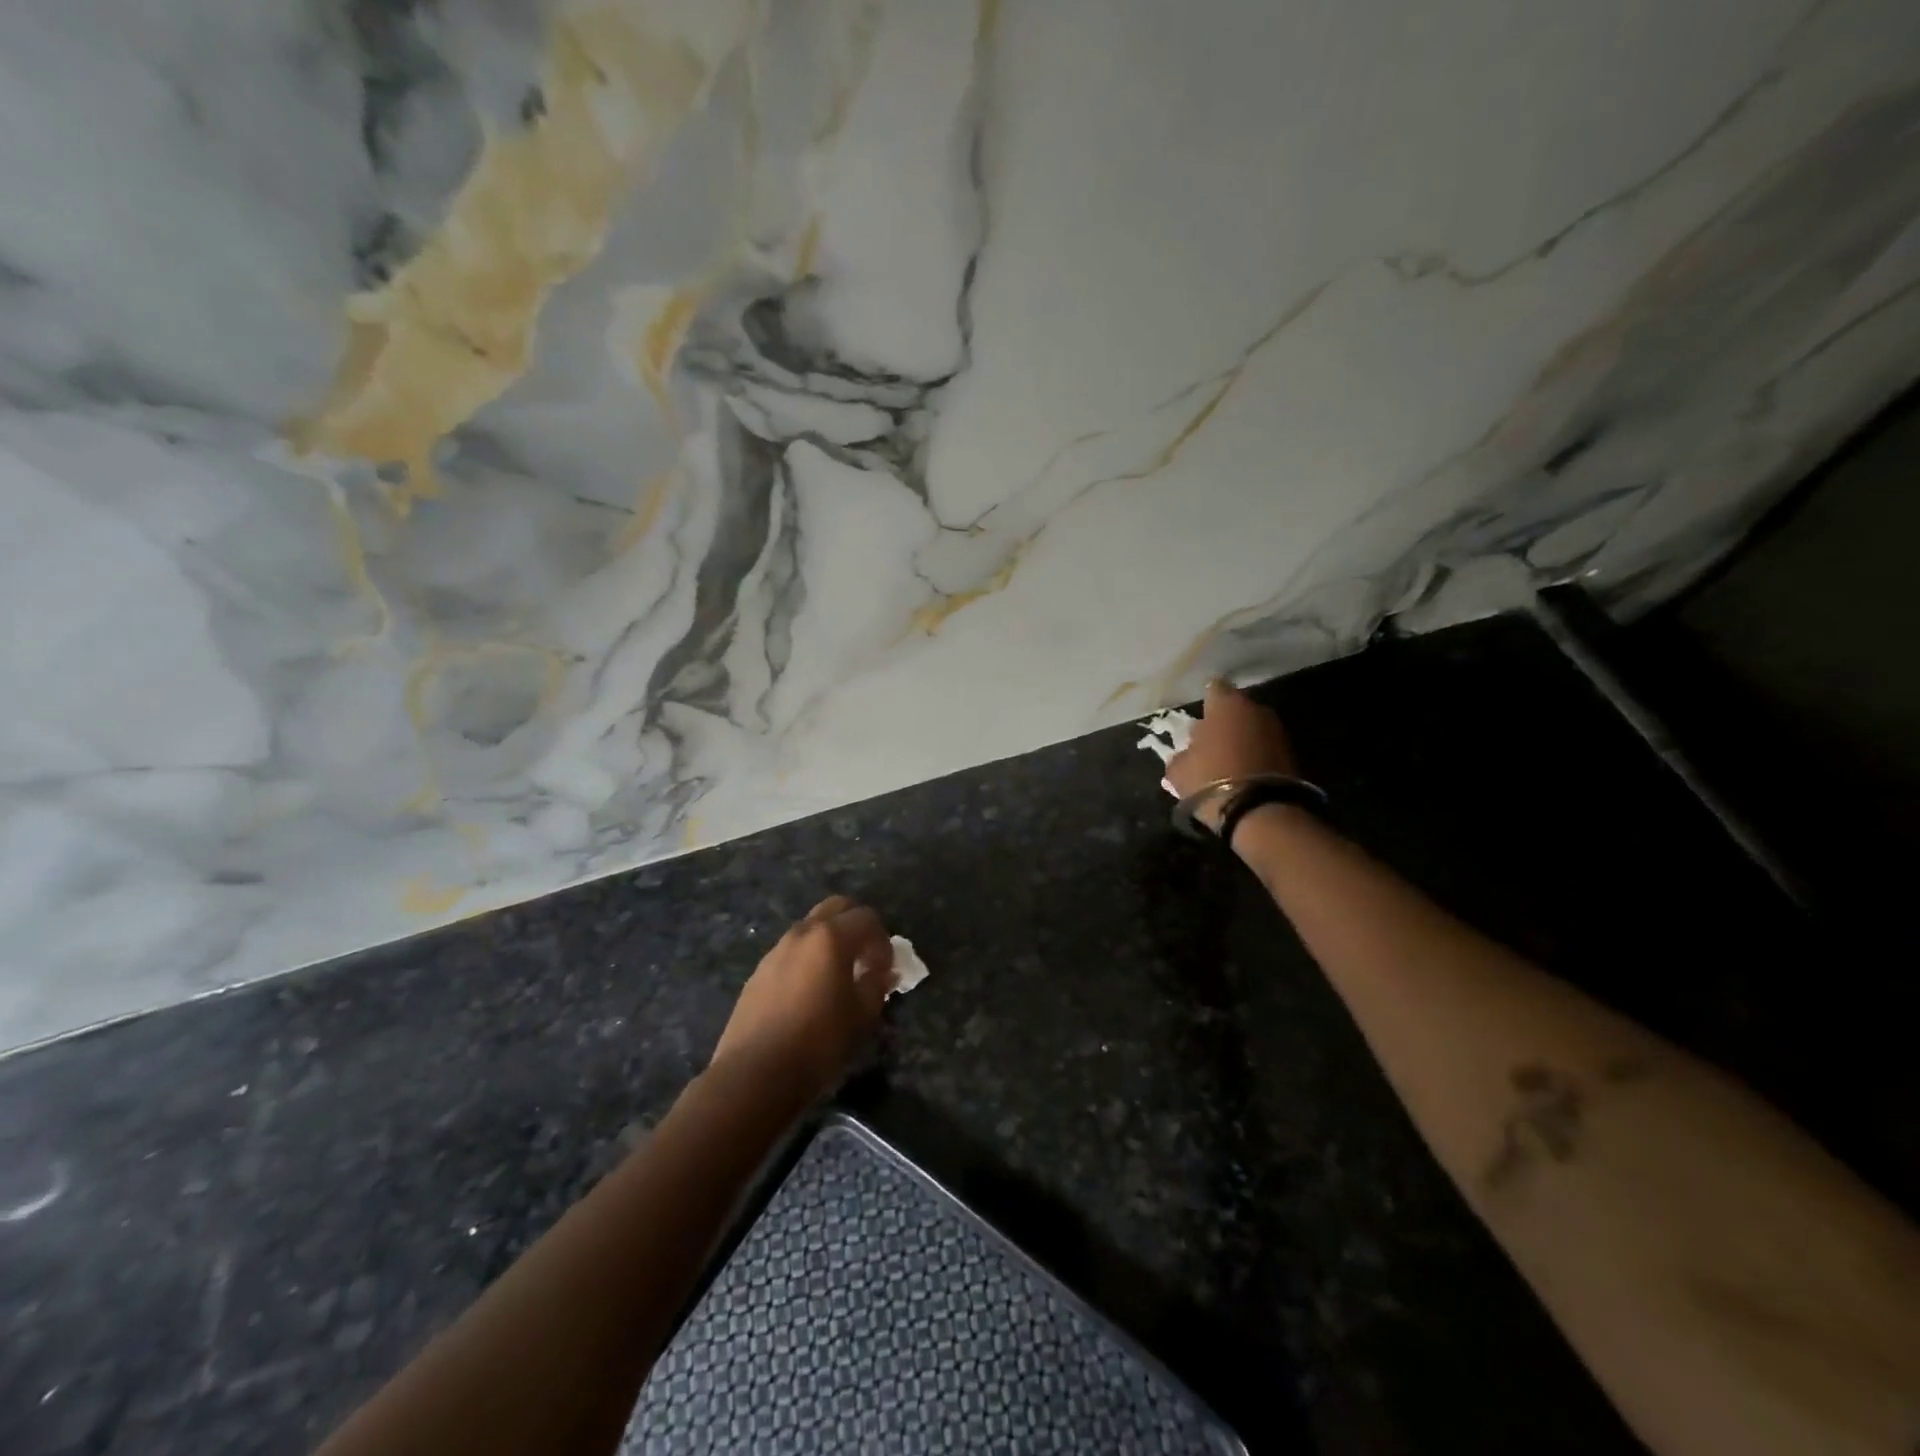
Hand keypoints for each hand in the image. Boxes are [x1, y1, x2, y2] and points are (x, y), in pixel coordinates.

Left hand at [709, 895, 895, 1102]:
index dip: (883, 941)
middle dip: (857, 925)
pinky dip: (809, 957)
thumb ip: (878, 984)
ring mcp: (777, 950)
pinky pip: (793, 950)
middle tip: (866, 958)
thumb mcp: (862, 1015)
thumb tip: (883, 971)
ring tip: (839, 976)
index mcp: (831, 937)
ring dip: (831, 940)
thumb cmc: (818, 1042)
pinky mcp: (759, 971)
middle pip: (837, 907)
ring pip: (811, 927)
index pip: (868, 918)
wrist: (754, 1074)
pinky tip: (810, 992)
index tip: (885, 970)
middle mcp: (802, 933)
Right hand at [1165, 678, 1298, 828]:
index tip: (1198, 718)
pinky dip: (1255, 755)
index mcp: (1226, 704)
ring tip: (1226, 760)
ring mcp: (1277, 730)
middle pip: (1236, 709)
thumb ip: (1180, 755)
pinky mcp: (1291, 754)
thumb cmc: (1210, 779)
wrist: (1259, 810)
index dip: (1206, 702)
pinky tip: (1243, 772)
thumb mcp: (1179, 770)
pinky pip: (1265, 747)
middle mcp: (1255, 709)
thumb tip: (1186, 754)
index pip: (1214, 688)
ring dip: (1242, 739)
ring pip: (1252, 728)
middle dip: (1224, 722)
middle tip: (1209, 742)